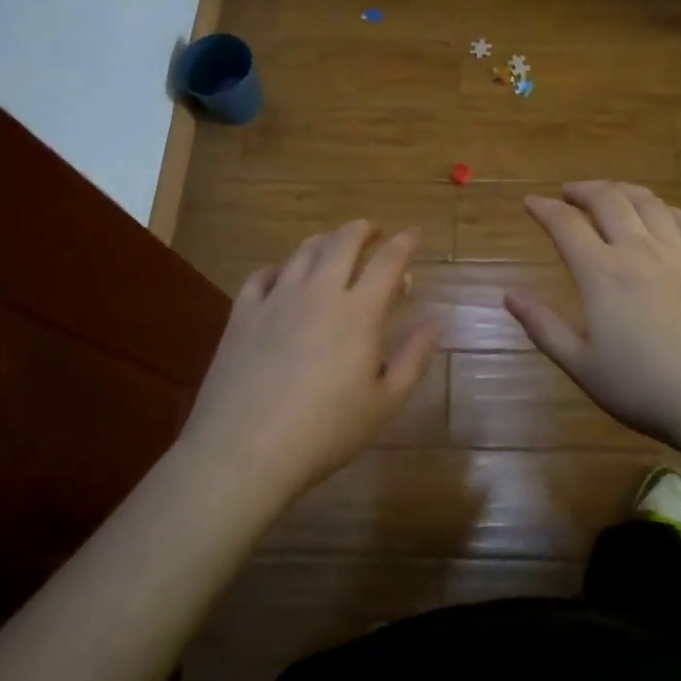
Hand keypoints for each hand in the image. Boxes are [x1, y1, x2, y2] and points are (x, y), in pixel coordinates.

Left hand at [181, 222, 440, 505]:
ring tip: (334, 248)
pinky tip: (282, 278)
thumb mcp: (384, 403)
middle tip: (374, 233)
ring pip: (304, 251)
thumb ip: (414, 358)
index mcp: (359, 312)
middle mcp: (319, 292)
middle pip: (344, 241)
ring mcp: (277, 299)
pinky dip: (280, 268)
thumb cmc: (325, 432)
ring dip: (325, 241)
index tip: (415, 233)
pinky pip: (262, 274)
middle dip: (364, 229)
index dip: (405, 242)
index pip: (388, 261)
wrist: (244, 451)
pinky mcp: (243, 313)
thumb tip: (437, 322)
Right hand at [505, 182, 680, 451]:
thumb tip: (510, 296)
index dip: (544, 208)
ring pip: (648, 202)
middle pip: (608, 199)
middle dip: (583, 189)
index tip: (530, 202)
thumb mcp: (583, 367)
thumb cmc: (646, 388)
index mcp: (602, 273)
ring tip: (610, 193)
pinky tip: (661, 214)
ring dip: (622, 190)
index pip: (566, 225)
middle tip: (568, 192)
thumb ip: (544, 328)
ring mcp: (679, 253)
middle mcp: (639, 250)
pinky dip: (665, 208)